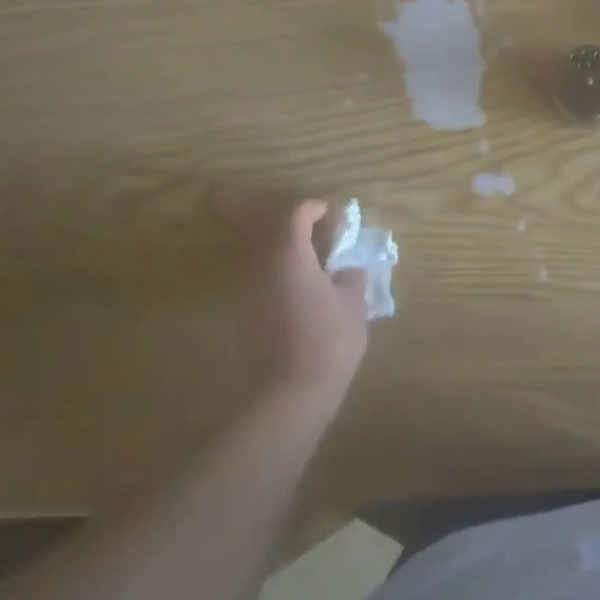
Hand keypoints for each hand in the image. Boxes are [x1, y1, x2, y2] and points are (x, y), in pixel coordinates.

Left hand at [241, 201, 369, 404]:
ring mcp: (249, 291)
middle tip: (322, 234)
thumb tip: (347, 266)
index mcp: (289, 255)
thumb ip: (351, 275)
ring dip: (287, 252)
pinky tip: (301, 291)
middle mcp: (262, 266)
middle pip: (272, 231)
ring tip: (314, 263)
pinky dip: (280, 275)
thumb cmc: (330, 338)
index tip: (333, 214)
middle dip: (296, 227)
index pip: (295, 215)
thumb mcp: (353, 302)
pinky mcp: (246, 314)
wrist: (293, 390)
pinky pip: (262, 280)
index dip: (314, 209)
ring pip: (264, 256)